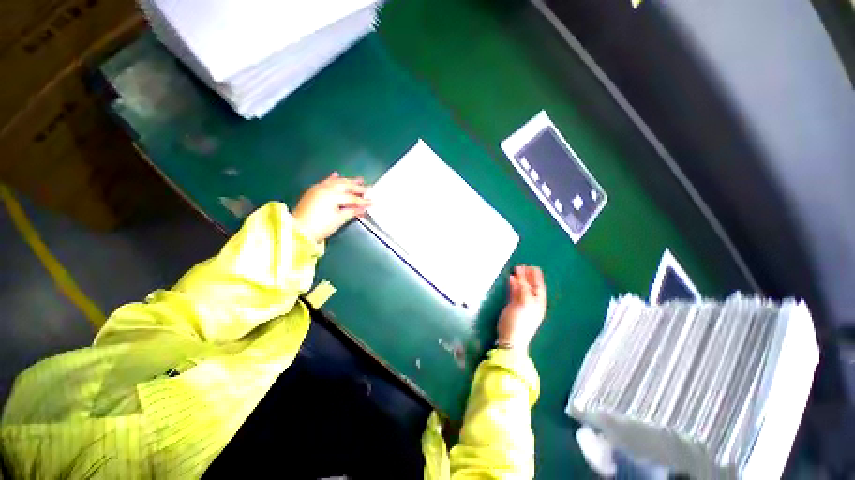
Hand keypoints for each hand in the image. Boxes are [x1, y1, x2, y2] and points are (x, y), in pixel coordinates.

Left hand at [293, 172, 370, 241]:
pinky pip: (325, 182)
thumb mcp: (339, 220)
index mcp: (333, 195)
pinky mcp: (313, 191)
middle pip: (345, 186)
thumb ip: (352, 212)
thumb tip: (362, 209)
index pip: (352, 198)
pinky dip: (332, 179)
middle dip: (358, 187)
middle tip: (368, 188)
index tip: (372, 202)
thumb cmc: (320, 226)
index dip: (363, 201)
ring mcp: (318, 188)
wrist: (299, 230)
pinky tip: (336, 175)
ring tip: (358, 179)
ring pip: (336, 182)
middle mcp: (325, 188)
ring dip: (348, 181)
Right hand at [497, 265, 546, 351]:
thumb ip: (523, 290)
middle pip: (530, 286)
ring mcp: (523, 304)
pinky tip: (511, 279)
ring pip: (522, 288)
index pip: (538, 287)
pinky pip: (515, 292)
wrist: (511, 339)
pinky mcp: (514, 306)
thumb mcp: (524, 304)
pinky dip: (514, 285)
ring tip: (516, 269)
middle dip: (527, 276)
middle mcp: (532, 303)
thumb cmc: (520, 322)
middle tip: (523, 266)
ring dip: (520, 279)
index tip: (533, 267)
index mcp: (538, 303)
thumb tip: (521, 279)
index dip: (536, 277)